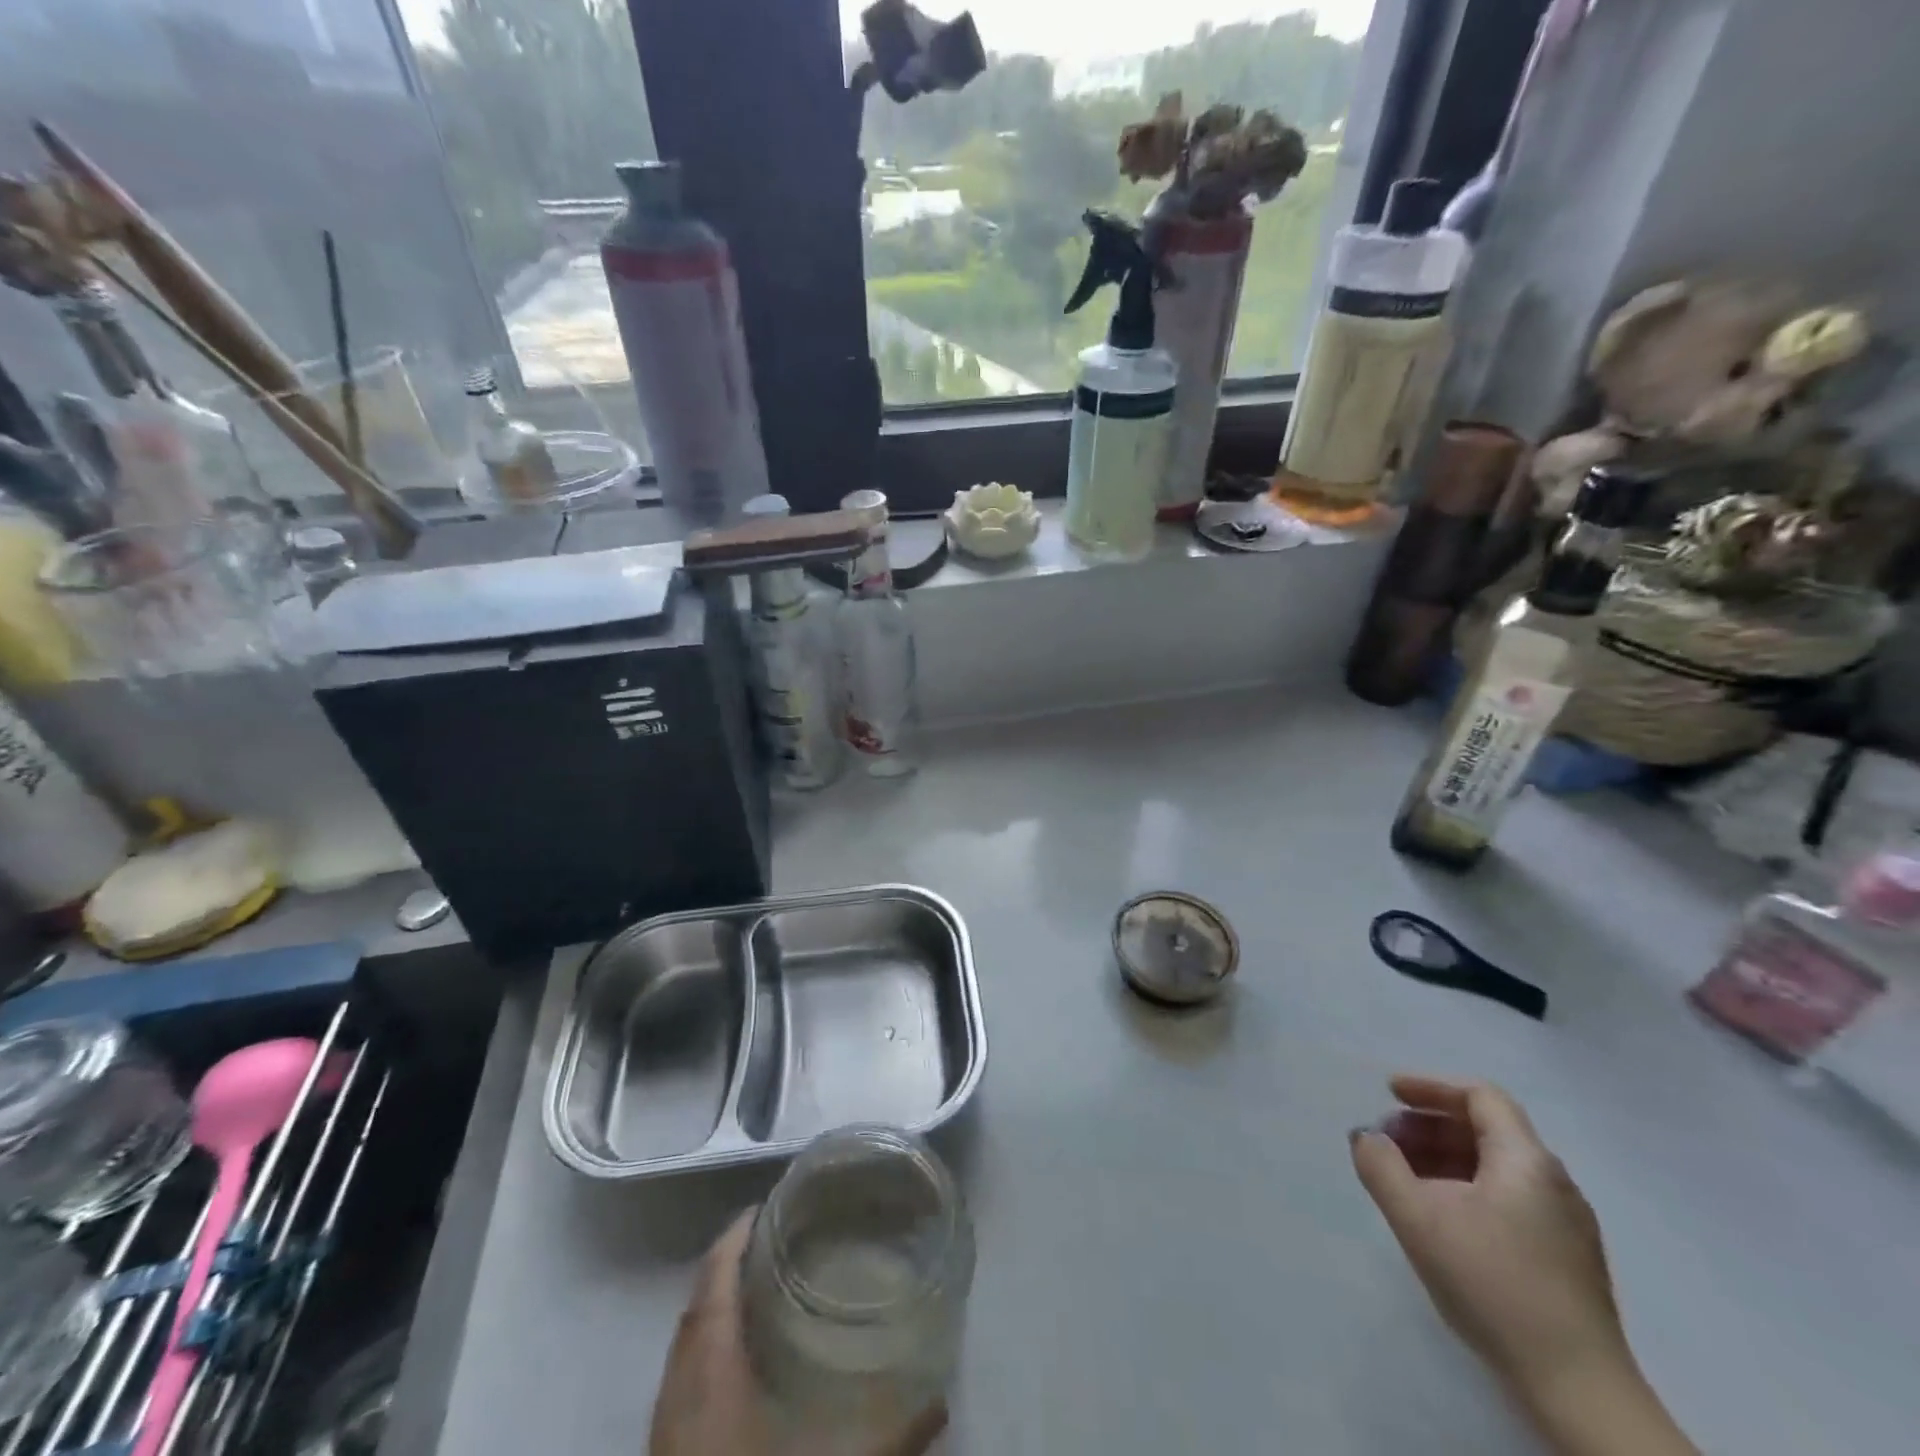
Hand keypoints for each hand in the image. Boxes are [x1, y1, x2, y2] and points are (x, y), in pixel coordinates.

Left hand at [649, 1211, 948, 1455]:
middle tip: (773, 1242)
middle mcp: (679, 1391)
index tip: (763, 1206)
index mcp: (711, 1372)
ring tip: (760, 1292)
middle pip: (696, 1306)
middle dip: (727, 1267)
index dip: (734, 1238)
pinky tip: (740, 1368)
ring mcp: (666, 1430)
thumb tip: (941, 1404)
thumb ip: (890, 1438)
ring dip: (714, 1310)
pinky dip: (706, 1352)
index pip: (715, 1281)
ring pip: (684, 1346)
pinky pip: (680, 1381)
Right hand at [1349, 1076, 1629, 1402]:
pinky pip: (1509, 1198)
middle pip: (1487, 1129)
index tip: (1389, 1093)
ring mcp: (1566, 1224)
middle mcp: (1554, 1182)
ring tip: (1405, 1177)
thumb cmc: (1493, 1284)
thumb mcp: (1417, 1218)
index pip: (1480, 1097)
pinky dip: (1467, 1187)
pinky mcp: (1567, 1259)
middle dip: (1430, 1125)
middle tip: (1387, 1139)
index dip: (1431, 1087)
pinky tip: (1442, 1216)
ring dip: (1445, 1158)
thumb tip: (1367, 1137)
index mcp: (1526, 1160)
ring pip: (1497, 1166)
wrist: (1577, 1389)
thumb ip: (1381, 1166)